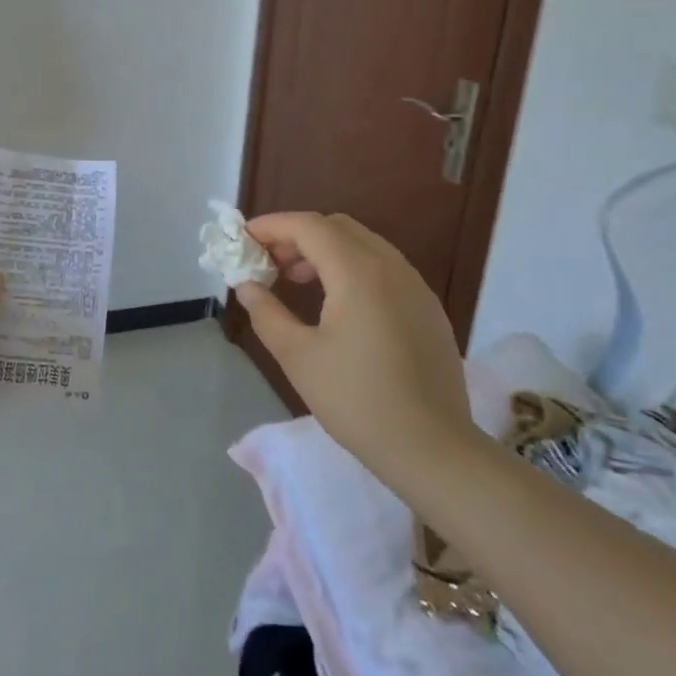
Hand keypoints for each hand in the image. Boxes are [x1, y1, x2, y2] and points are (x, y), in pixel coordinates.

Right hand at [236, 213, 470, 480]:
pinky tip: (337, 304)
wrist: (432, 449)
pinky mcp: (427, 308)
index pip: (309, 226)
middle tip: (268, 261)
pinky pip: (383, 267)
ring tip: (296, 280)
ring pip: (363, 244)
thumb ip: (267, 313)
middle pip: (337, 227)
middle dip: (298, 236)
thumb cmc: (357, 401)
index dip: (272, 226)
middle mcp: (391, 266)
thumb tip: (247, 286)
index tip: (243, 239)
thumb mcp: (298, 357)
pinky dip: (351, 267)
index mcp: (359, 272)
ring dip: (325, 250)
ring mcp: (415, 285)